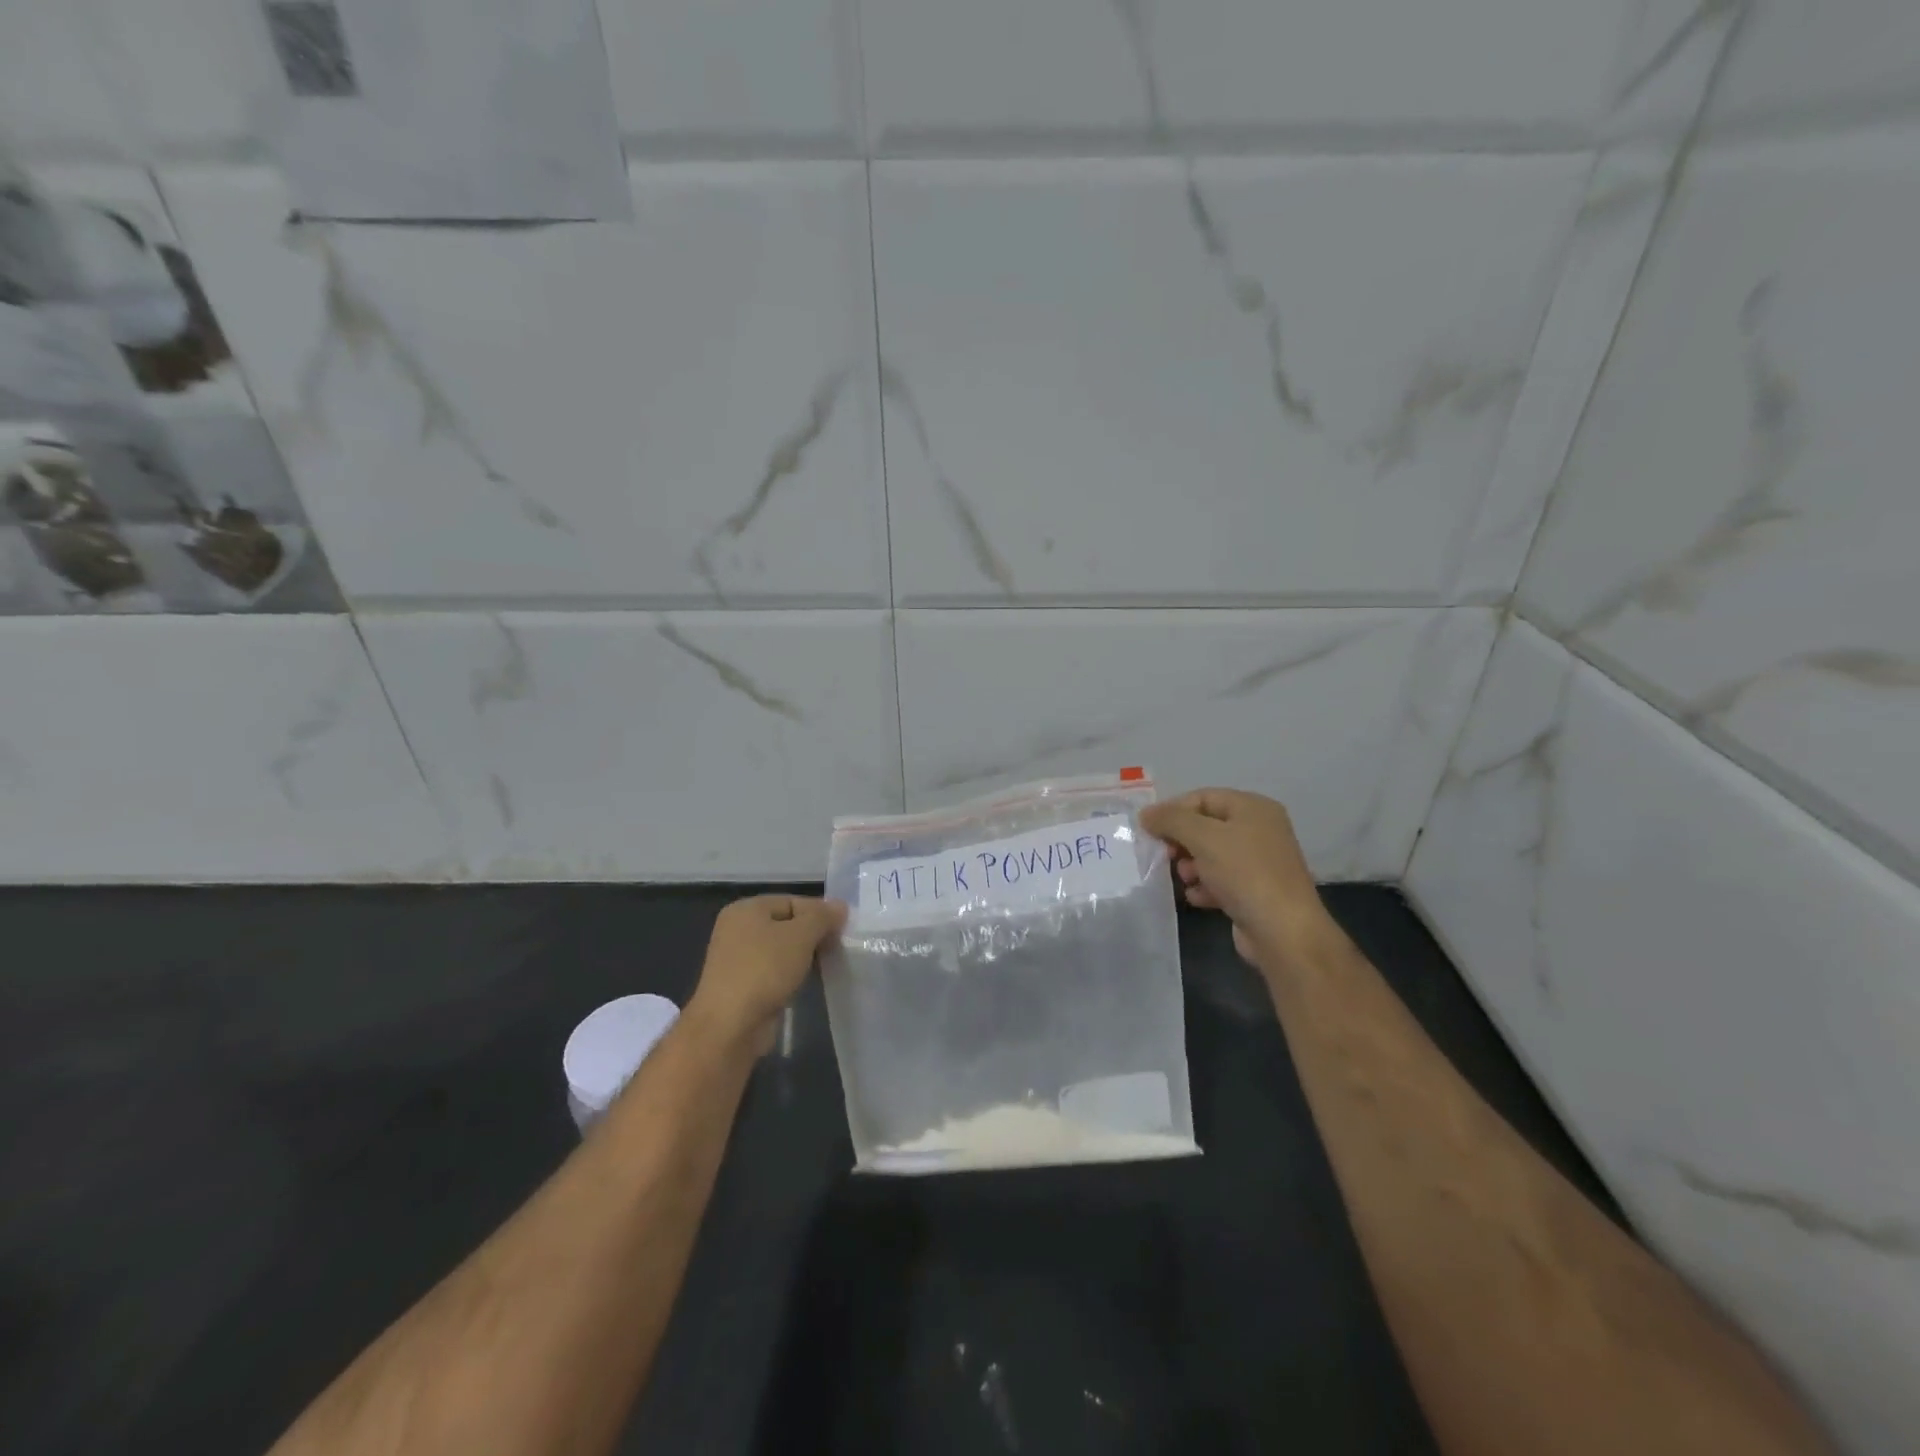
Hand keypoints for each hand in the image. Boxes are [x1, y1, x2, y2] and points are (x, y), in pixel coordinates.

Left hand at [686, 895, 846, 1050]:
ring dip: (805, 956)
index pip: (792, 901)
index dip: (819, 912)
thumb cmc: (764, 970)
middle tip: (838, 947)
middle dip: (813, 935)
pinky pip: (775, 971)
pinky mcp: (742, 986)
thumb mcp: (801, 936)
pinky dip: (792, 975)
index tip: (843, 929)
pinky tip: (808, 982)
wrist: (730, 1027)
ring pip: (782, 950)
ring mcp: (738, 960)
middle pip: (787, 924)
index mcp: (746, 909)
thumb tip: (840, 907)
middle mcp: (738, 929)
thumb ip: (822, 917)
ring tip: (828, 965)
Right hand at [1140, 789, 1336, 974]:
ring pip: (1211, 855)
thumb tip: (1146, 814)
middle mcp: (1260, 830)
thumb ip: (1171, 820)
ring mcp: (1259, 862)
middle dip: (1182, 841)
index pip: (1203, 797)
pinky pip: (1221, 880)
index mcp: (1253, 808)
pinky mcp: (1256, 891)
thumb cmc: (1244, 873)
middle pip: (1206, 826)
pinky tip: (1197, 897)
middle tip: (1166, 856)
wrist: (1283, 932)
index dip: (1173, 810)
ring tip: (1186, 880)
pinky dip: (1205, 886)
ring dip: (1191, 866)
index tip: (1149, 830)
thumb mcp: (1203, 837)